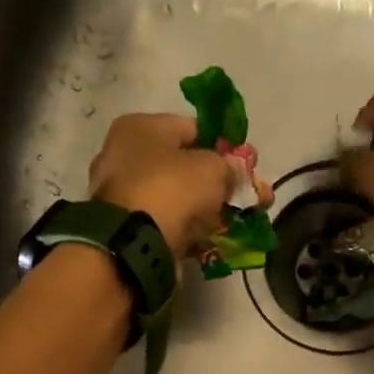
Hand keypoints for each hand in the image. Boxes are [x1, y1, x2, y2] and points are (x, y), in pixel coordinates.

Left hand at [89, 113, 242, 254]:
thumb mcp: (212, 168)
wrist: (135, 245)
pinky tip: (214, 239)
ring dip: (207, 209)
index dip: (222, 146)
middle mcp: (125, 157)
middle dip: (218, 182)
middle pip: (184, 166)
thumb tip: (235, 170)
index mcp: (139, 128)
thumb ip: (230, 167)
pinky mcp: (129, 230)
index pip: (191, 129)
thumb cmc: (171, 189)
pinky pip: (168, 224)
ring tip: (238, 220)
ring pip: (177, 198)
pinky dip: (190, 230)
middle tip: (248, 196)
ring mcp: (124, 197)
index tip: (246, 164)